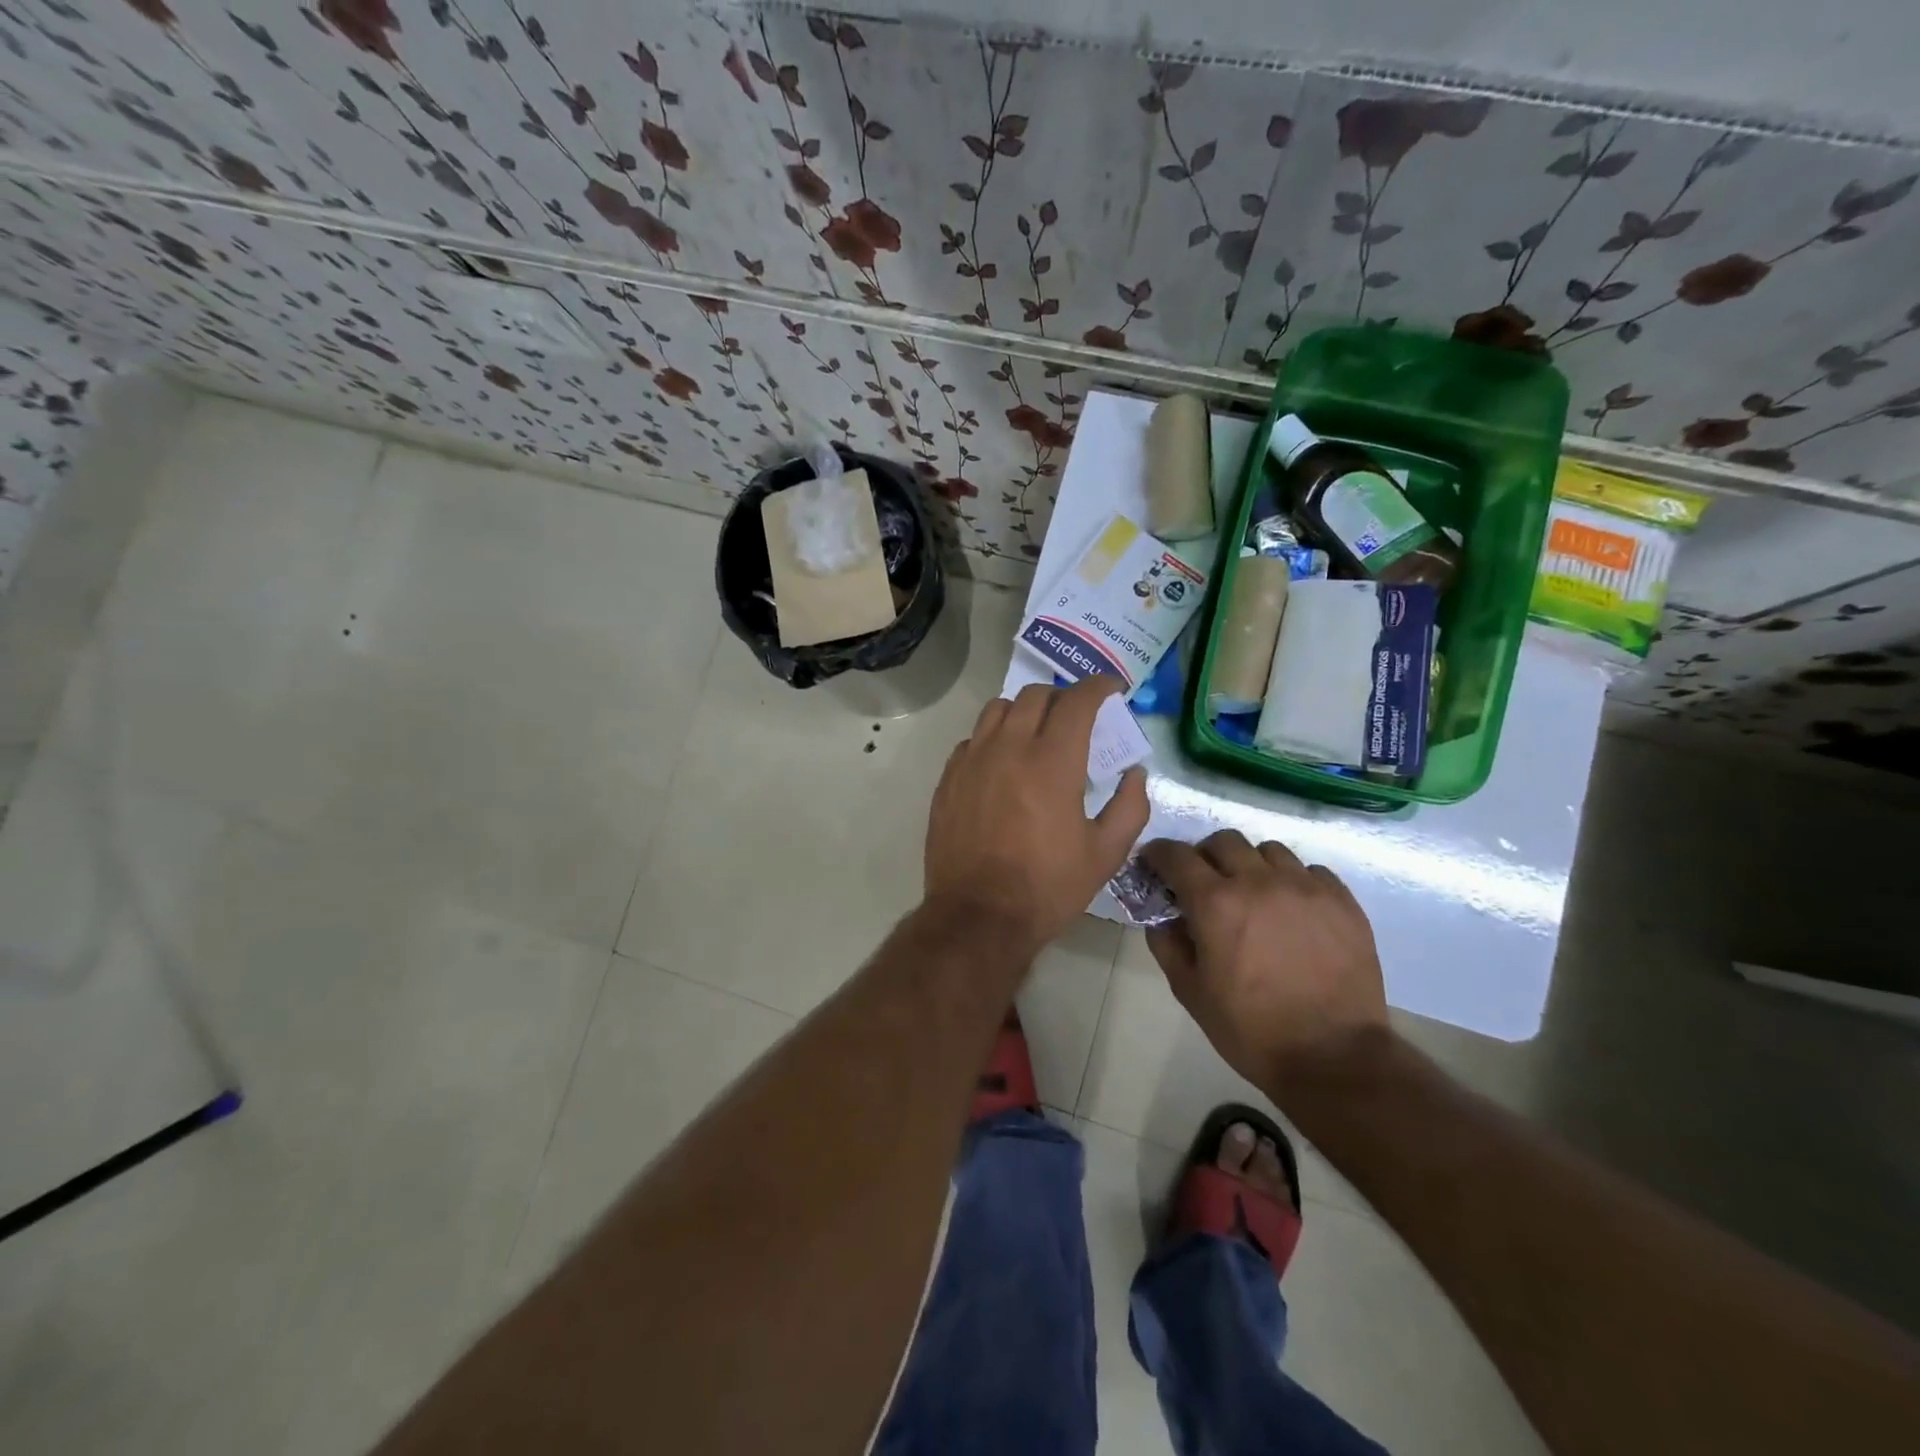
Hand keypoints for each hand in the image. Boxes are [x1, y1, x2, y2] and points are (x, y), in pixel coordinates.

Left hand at [925, 678, 1150, 951]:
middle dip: (1062, 697)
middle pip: (1035, 695)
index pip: (1077, 700)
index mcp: (1052, 761)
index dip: (1099, 686)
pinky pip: (972, 739)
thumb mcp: (1105, 853)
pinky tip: (1002, 762)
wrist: (978, 916)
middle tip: (1077, 716)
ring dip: (1023, 710)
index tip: (1111, 688)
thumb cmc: (1048, 886)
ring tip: (1036, 732)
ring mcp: (972, 760)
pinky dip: (993, 737)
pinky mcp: (948, 778)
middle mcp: (1008, 747)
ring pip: (997, 709)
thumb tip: (1133, 774)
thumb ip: (1129, 806)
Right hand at [1143, 831, 1386, 1087]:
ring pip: (1268, 851)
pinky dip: (1293, 880)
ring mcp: (1305, 887)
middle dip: (1206, 856)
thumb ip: (1167, 944)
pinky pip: (1311, 870)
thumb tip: (1163, 916)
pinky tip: (1293, 909)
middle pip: (1223, 841)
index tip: (1155, 863)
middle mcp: (1259, 881)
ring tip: (1255, 894)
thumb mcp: (1190, 991)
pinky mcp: (1342, 901)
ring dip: (1251, 865)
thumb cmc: (1251, 1029)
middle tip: (1206, 882)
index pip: (1175, 855)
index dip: (1159, 854)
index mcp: (1215, 903)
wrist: (1334, 1058)